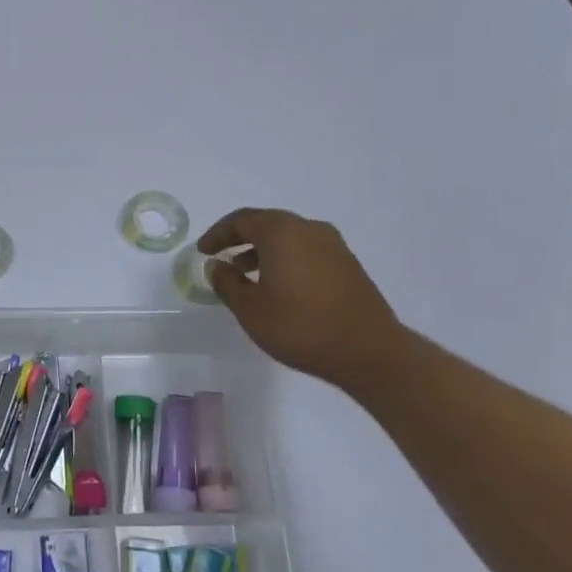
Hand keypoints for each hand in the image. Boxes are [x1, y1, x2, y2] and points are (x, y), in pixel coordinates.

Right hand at [197, 208, 407, 391]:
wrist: (369, 351)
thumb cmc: (300, 326)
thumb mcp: (250, 309)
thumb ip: (227, 282)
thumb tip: (216, 266)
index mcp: (282, 232)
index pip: (241, 220)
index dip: (218, 234)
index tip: (202, 250)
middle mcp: (309, 229)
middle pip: (267, 224)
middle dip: (241, 239)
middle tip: (221, 256)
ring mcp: (334, 245)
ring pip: (289, 237)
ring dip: (264, 250)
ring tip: (247, 274)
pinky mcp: (348, 264)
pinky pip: (307, 251)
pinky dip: (286, 259)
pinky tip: (279, 286)